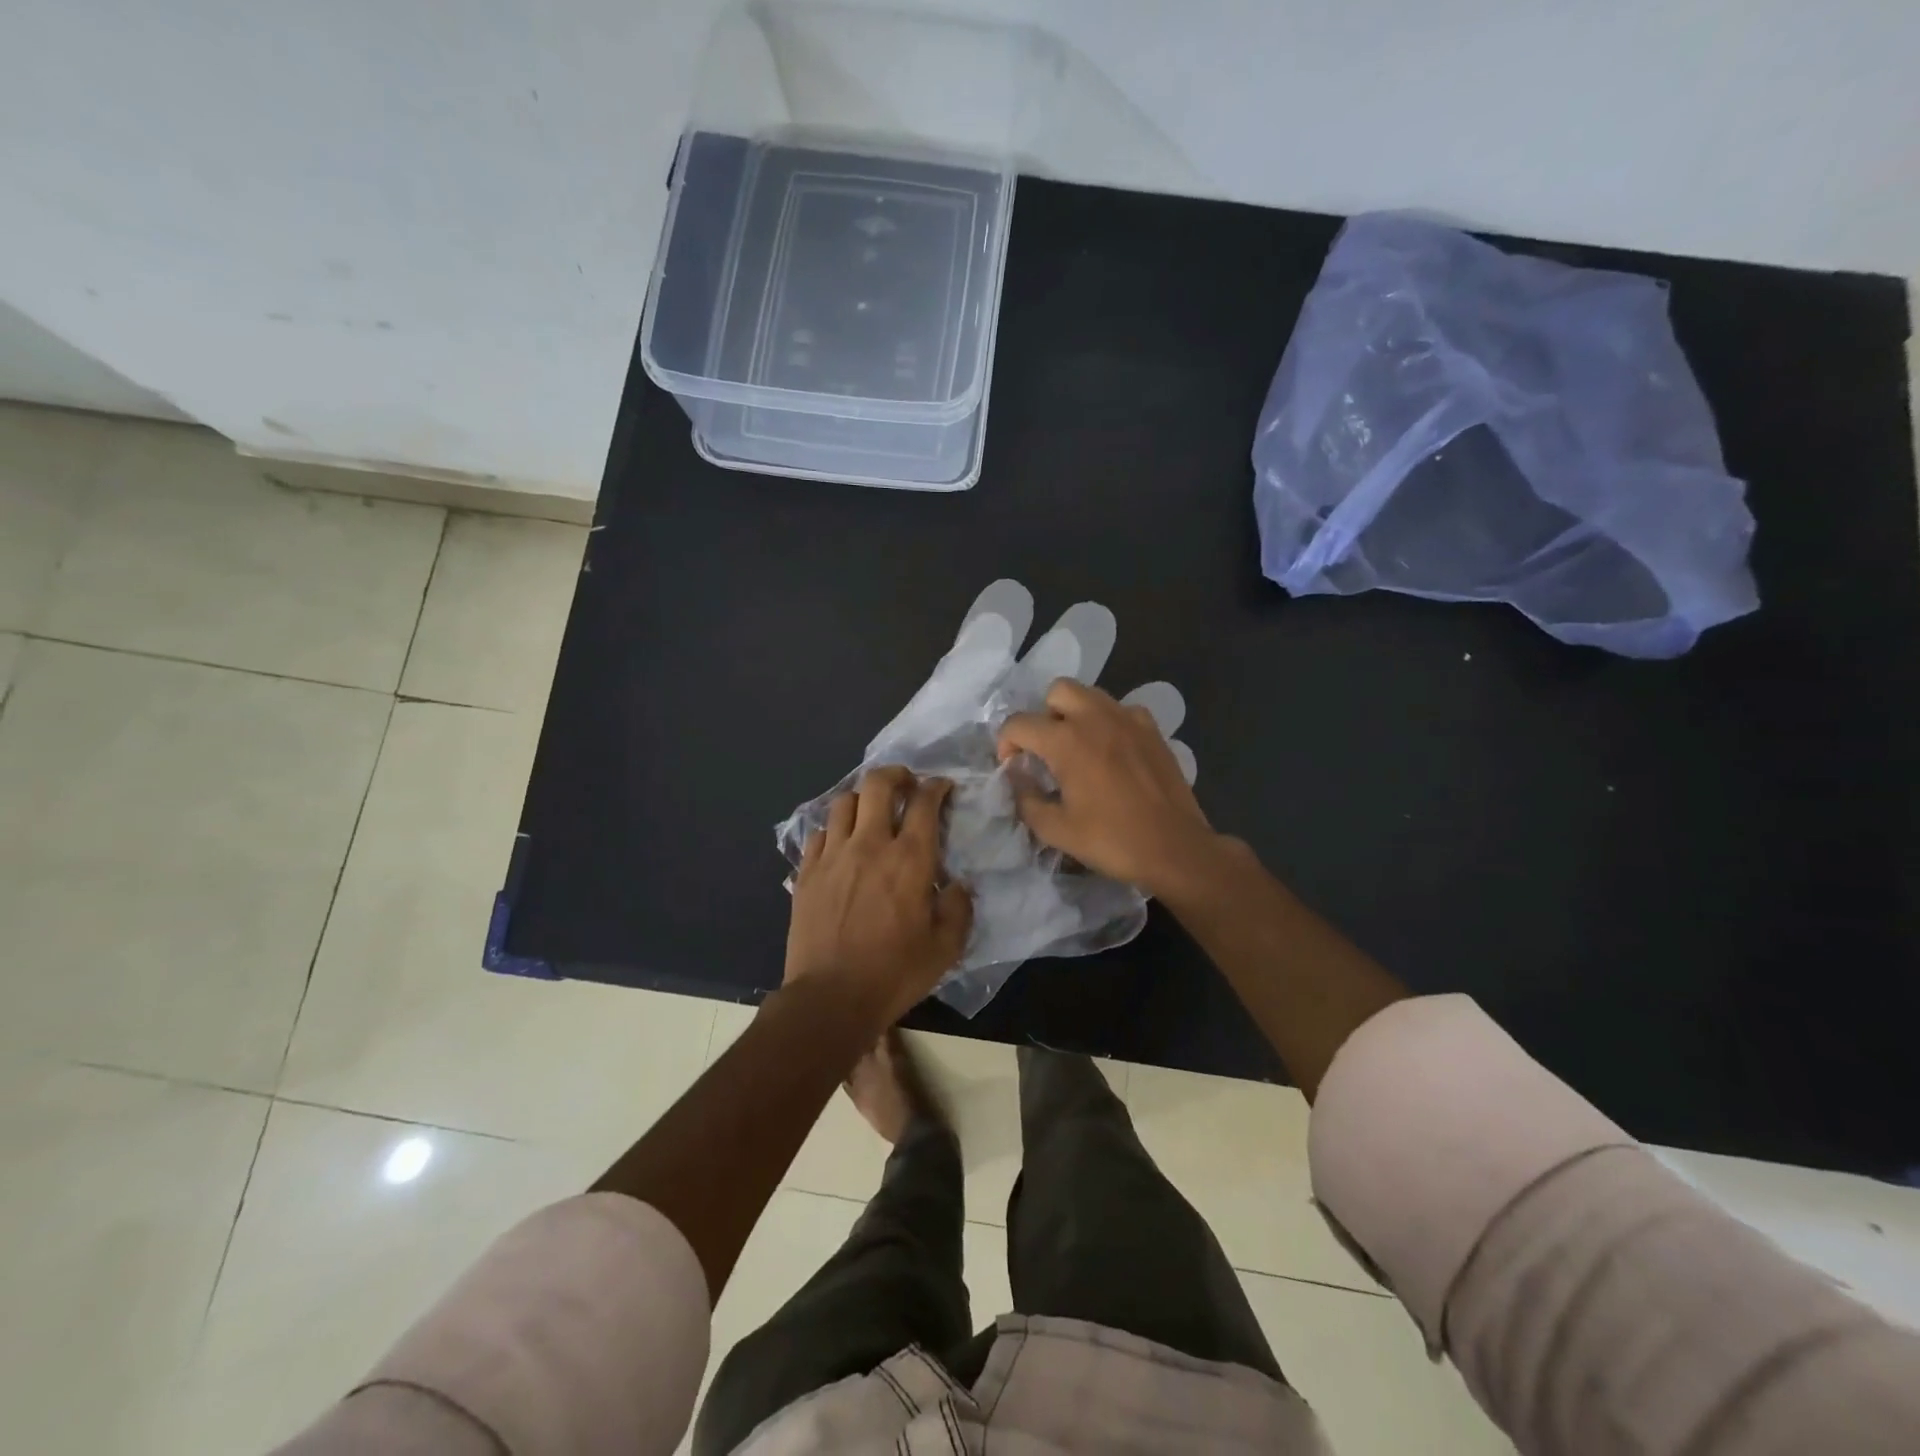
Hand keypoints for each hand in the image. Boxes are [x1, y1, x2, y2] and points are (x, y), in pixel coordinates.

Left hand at [785, 766, 974, 1025]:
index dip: (936, 787)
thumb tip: (957, 885)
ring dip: (862, 799)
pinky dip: (834, 829)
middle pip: (878, 785)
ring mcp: (833, 855)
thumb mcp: (945, 948)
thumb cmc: (894, 973)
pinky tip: (841, 844)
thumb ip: (958, 909)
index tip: (942, 787)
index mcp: (910, 859)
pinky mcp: (807, 872)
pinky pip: (819, 833)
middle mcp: (870, 845)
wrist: (830, 998)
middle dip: (896, 774)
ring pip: (844, 802)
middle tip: (906, 784)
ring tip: (871, 811)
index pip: (925, 803)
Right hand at [998, 680, 1224, 900]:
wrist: (1174, 847)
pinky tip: (1112, 751)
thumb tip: (1018, 780)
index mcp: (1066, 741)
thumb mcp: (1056, 830)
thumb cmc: (1111, 840)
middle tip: (1046, 749)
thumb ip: (1027, 800)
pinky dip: (1108, 722)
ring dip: (1075, 713)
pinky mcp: (1152, 729)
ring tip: (1077, 747)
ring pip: (1090, 695)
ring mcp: (1128, 719)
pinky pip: (1121, 710)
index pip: (1019, 723)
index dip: (1005, 743)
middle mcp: (1095, 718)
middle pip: (1057, 690)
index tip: (1013, 766)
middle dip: (1043, 714)